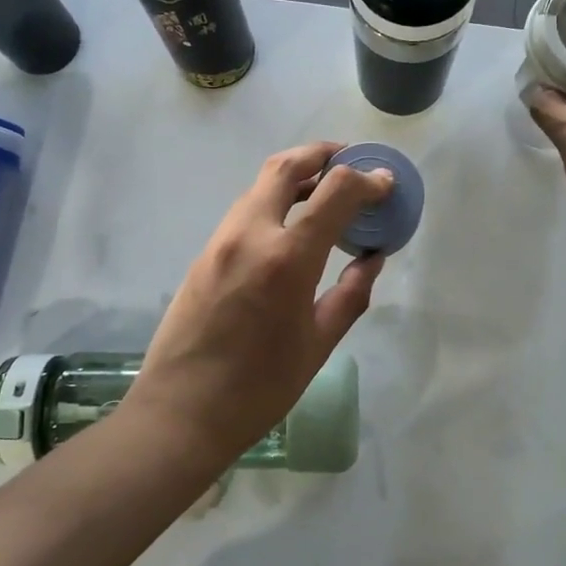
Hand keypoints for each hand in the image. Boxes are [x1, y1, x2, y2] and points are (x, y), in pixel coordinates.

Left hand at [127, 143, 392, 465]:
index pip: (334, 191)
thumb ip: (351, 293)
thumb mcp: (318, 343)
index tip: (385, 183)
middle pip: (286, 166)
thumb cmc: (260, 387)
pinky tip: (292, 225)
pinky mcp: (205, 252)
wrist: (181, 412)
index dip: (366, 180)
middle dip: (322, 154)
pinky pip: (245, 209)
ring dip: (295, 175)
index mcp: (286, 258)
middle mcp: (250, 234)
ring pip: (260, 184)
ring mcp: (221, 239)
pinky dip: (274, 200)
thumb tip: (373, 257)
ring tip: (325, 192)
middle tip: (349, 162)